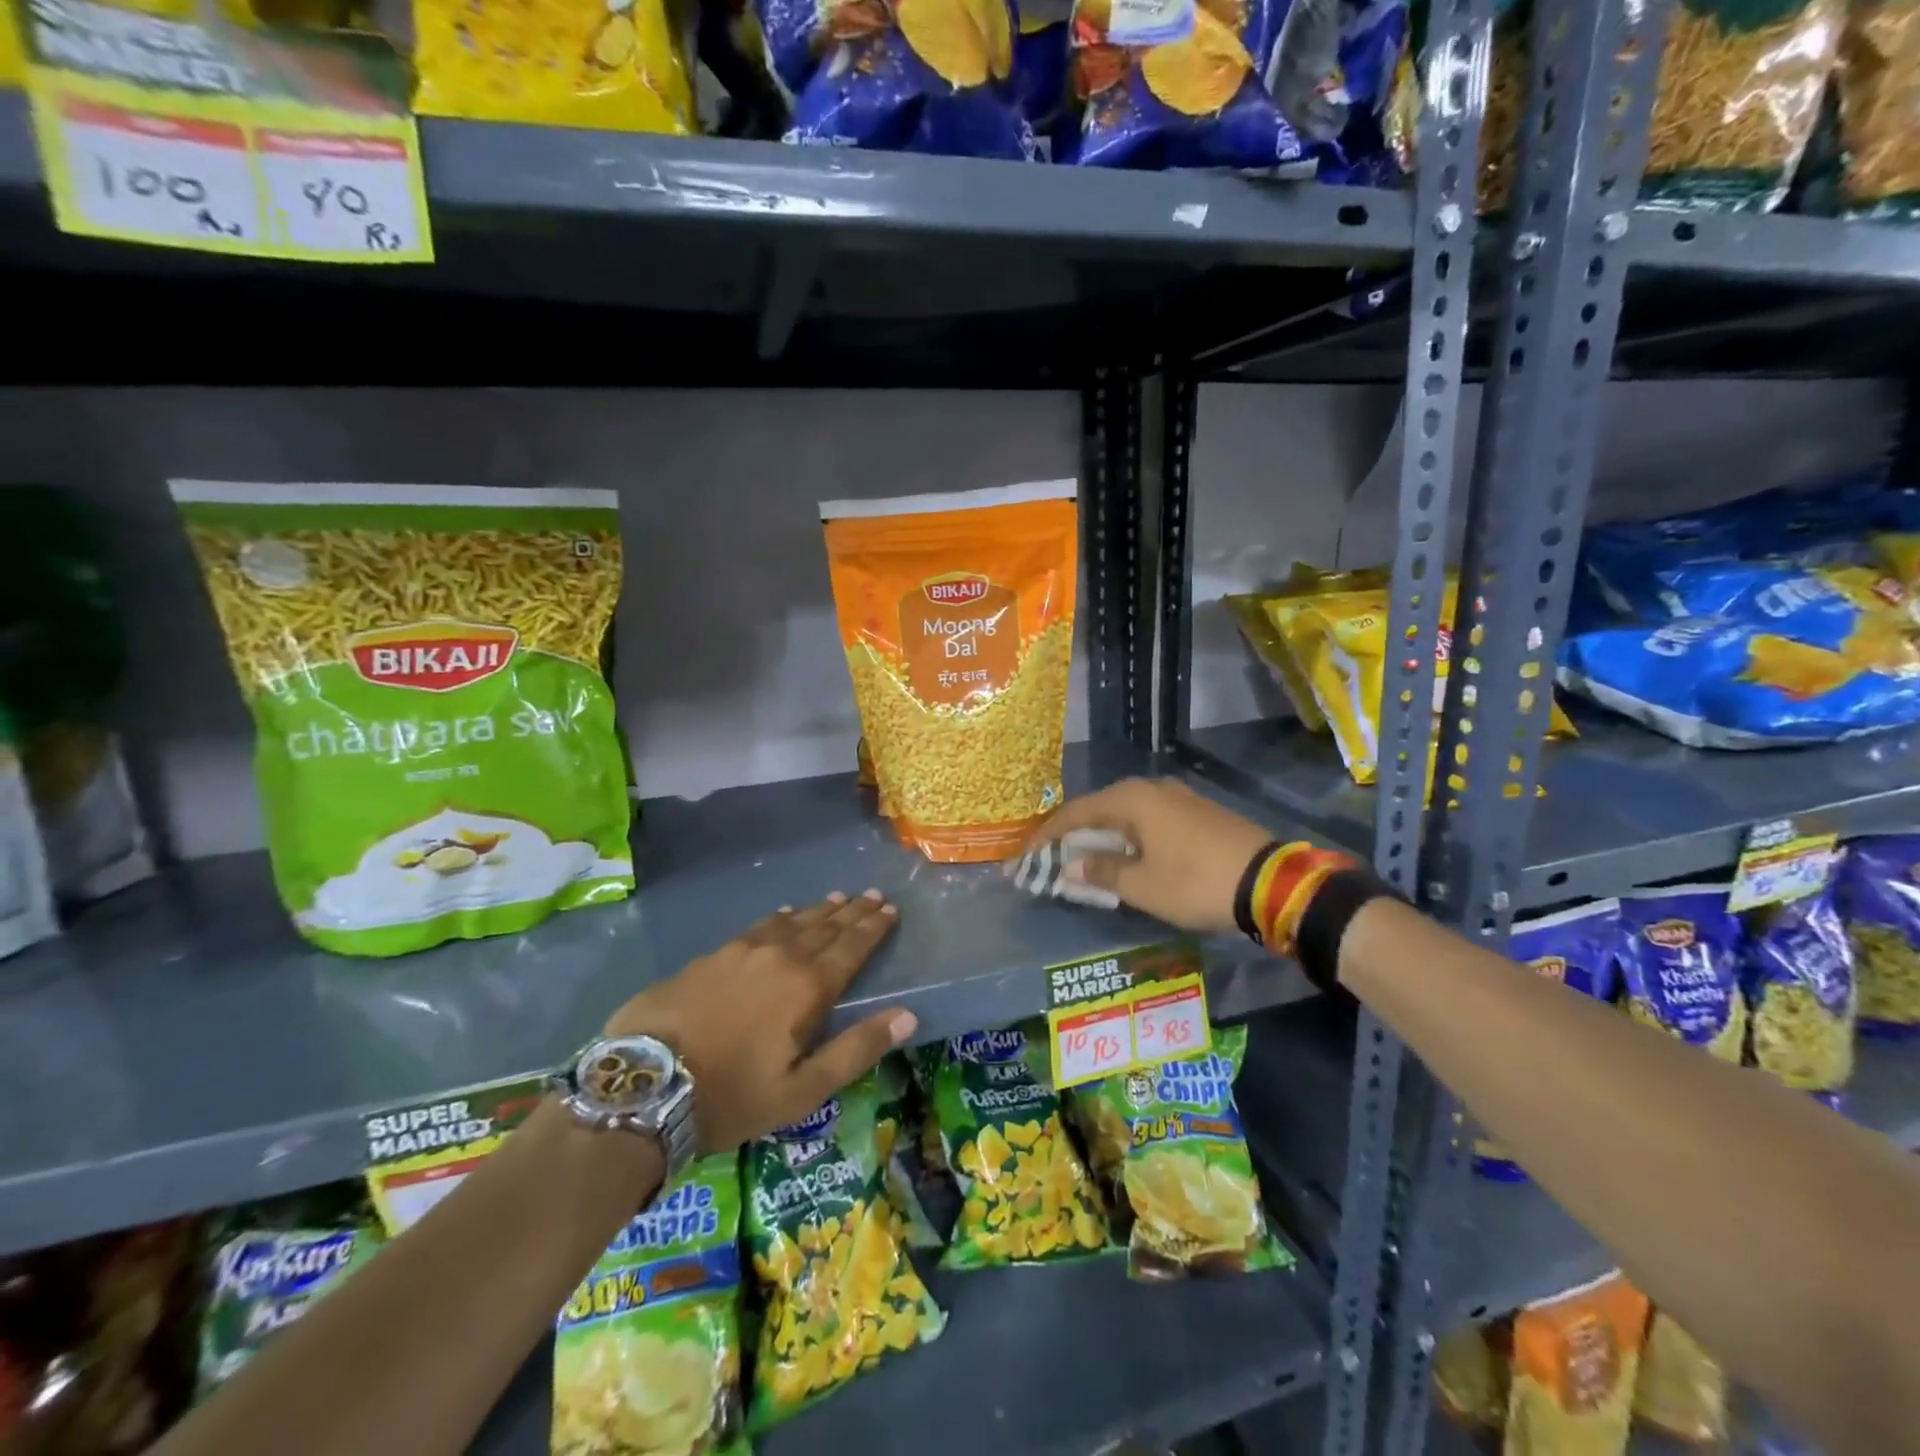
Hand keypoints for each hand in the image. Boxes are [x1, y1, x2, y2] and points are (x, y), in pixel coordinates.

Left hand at [603, 891, 911, 1152]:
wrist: (643, 1085)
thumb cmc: (731, 1096)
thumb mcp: (802, 1090)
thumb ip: (856, 1049)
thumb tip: (907, 1015)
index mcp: (808, 987)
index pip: (851, 947)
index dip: (873, 927)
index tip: (891, 909)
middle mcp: (780, 957)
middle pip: (825, 927)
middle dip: (852, 911)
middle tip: (872, 894)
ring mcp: (741, 952)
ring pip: (792, 922)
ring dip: (819, 911)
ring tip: (837, 898)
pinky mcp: (710, 956)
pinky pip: (758, 927)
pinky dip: (779, 919)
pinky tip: (783, 915)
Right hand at [1027, 778, 1273, 933]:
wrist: (1271, 882)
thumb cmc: (1195, 882)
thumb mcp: (1142, 886)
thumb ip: (1101, 872)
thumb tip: (1069, 866)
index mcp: (1132, 800)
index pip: (1076, 813)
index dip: (1047, 835)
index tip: (1025, 854)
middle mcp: (1152, 789)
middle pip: (1100, 808)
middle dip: (1073, 833)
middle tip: (1051, 855)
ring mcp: (1178, 797)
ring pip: (1126, 813)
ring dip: (1102, 835)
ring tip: (1083, 857)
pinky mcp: (1198, 812)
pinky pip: (1148, 819)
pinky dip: (1128, 836)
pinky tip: (1126, 854)